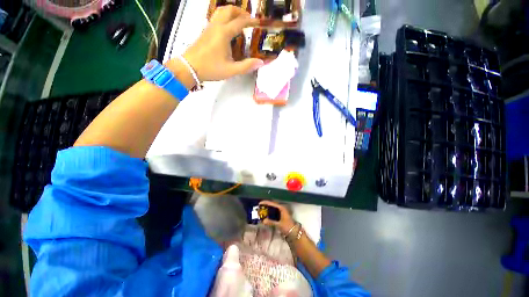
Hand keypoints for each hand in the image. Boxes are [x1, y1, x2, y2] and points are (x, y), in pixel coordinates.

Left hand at [171, 5, 263, 86]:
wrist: (189, 67)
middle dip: (240, 12)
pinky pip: (216, 18)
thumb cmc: (211, 68)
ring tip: (239, 21)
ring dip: (231, 12)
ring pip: (221, 11)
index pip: (240, 22)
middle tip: (249, 19)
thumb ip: (246, 66)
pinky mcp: (205, 31)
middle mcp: (217, 26)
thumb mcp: (231, 70)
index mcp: (224, 33)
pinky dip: (224, 17)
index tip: (258, 22)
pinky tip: (227, 28)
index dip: (250, 21)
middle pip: (229, 10)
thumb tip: (261, 62)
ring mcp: (209, 27)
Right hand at [259, 200, 295, 234]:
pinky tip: (265, 214)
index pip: (272, 203)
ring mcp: (281, 211)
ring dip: (267, 208)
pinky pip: (274, 211)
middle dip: (265, 205)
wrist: (294, 232)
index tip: (260, 203)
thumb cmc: (287, 227)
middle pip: (272, 204)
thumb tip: (263, 221)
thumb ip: (271, 222)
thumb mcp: (279, 224)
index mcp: (281, 208)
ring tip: (261, 210)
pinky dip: (269, 212)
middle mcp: (281, 208)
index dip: (266, 202)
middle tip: (259, 207)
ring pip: (273, 208)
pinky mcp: (281, 215)